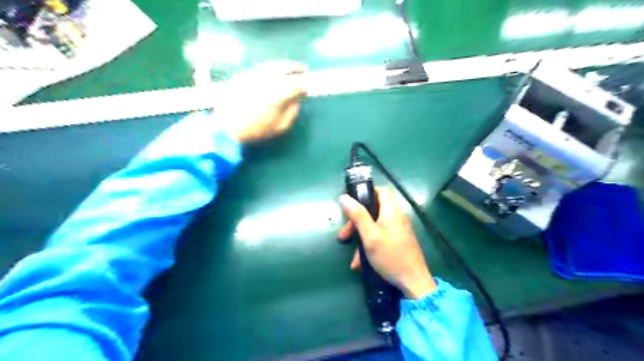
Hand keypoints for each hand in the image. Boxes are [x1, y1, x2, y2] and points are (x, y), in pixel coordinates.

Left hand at [214, 61, 306, 142]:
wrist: (226, 126)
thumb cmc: (256, 129)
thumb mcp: (280, 126)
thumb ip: (292, 112)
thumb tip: (296, 101)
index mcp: (279, 93)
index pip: (297, 85)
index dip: (305, 86)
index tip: (308, 88)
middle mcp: (268, 79)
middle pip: (286, 67)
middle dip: (297, 67)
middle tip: (304, 69)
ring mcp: (254, 74)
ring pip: (273, 64)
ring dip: (284, 65)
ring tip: (291, 68)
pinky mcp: (244, 74)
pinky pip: (262, 67)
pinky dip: (271, 68)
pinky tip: (274, 72)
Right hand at [338, 187, 436, 299]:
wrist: (413, 283)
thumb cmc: (390, 256)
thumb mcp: (370, 236)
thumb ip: (357, 215)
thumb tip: (344, 197)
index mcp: (391, 211)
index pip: (381, 190)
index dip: (366, 193)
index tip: (352, 204)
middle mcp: (396, 217)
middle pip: (374, 210)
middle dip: (356, 222)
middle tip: (344, 235)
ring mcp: (398, 230)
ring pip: (374, 226)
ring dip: (361, 238)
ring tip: (353, 257)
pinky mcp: (398, 241)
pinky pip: (380, 237)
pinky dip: (369, 246)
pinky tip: (361, 263)